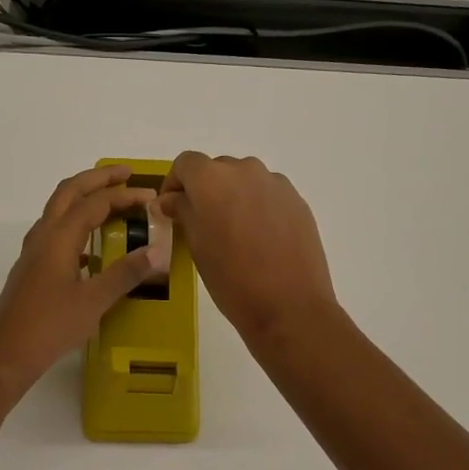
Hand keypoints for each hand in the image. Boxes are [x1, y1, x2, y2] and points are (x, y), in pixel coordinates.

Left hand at [0, 165, 163, 392]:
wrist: (5, 354)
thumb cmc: (50, 326)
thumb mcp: (94, 301)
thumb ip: (125, 274)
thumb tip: (157, 252)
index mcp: (59, 238)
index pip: (95, 203)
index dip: (124, 196)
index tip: (151, 198)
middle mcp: (43, 235)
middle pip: (69, 191)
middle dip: (98, 179)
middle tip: (126, 173)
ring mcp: (33, 250)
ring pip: (58, 208)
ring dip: (83, 196)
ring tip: (110, 199)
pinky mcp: (31, 266)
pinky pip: (54, 229)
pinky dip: (75, 221)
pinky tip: (91, 244)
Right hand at [158, 152, 338, 349]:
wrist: (289, 306)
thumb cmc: (231, 278)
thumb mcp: (196, 245)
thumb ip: (183, 211)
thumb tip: (172, 199)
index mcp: (211, 179)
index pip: (185, 163)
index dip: (174, 183)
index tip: (171, 208)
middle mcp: (244, 170)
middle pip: (216, 169)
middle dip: (205, 190)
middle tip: (202, 223)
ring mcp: (275, 183)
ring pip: (245, 180)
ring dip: (233, 196)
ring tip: (234, 231)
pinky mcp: (297, 200)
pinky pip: (268, 193)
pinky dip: (258, 206)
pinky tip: (260, 237)